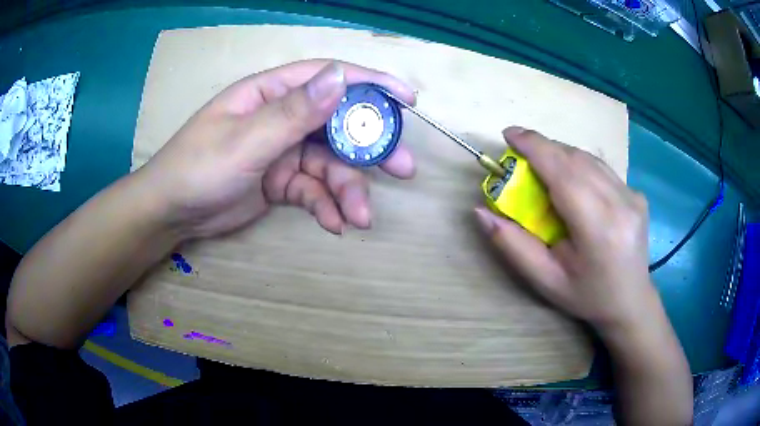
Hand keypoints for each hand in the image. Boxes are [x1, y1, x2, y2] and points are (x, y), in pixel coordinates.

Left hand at [137, 60, 416, 237]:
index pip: (329, 77)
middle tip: (404, 168)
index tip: (407, 99)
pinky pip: (313, 190)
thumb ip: (294, 112)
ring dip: (348, 190)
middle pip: (338, 124)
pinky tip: (334, 224)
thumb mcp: (246, 140)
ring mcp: (283, 150)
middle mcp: (282, 116)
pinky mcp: (281, 181)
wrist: (172, 213)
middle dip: (370, 148)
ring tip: (360, 217)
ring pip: (329, 164)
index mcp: (271, 93)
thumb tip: (342, 77)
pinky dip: (325, 206)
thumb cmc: (198, 168)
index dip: (371, 84)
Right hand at [474, 127, 656, 332]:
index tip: (509, 134)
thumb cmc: (585, 296)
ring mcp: (633, 195)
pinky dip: (578, 165)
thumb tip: (480, 211)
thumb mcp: (544, 280)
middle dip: (544, 148)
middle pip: (576, 159)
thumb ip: (512, 245)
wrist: (630, 301)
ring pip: (589, 159)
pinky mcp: (636, 193)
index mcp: (599, 229)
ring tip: (542, 167)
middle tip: (519, 156)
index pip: (564, 173)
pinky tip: (571, 182)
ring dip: (560, 155)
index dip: (535, 147)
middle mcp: (621, 204)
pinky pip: (601, 168)